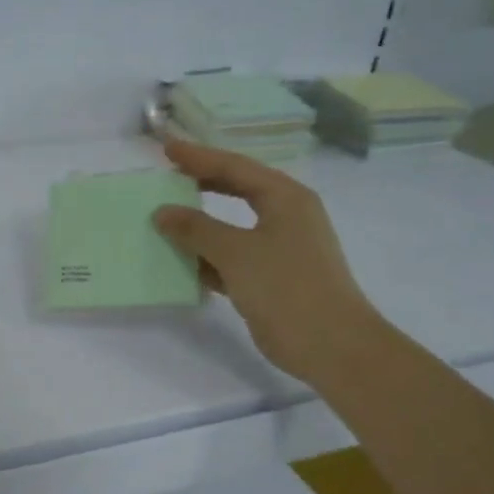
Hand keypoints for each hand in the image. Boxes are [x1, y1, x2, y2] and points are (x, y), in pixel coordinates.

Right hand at [152, 137, 380, 381]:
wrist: (331, 346)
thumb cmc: (287, 288)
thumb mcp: (237, 252)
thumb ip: (196, 229)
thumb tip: (162, 212)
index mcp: (286, 198)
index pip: (235, 167)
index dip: (199, 156)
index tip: (166, 148)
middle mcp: (286, 216)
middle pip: (237, 190)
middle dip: (201, 182)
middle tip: (167, 174)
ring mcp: (280, 248)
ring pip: (232, 225)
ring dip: (200, 223)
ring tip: (165, 216)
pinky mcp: (271, 277)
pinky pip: (232, 257)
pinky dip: (208, 256)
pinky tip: (180, 261)